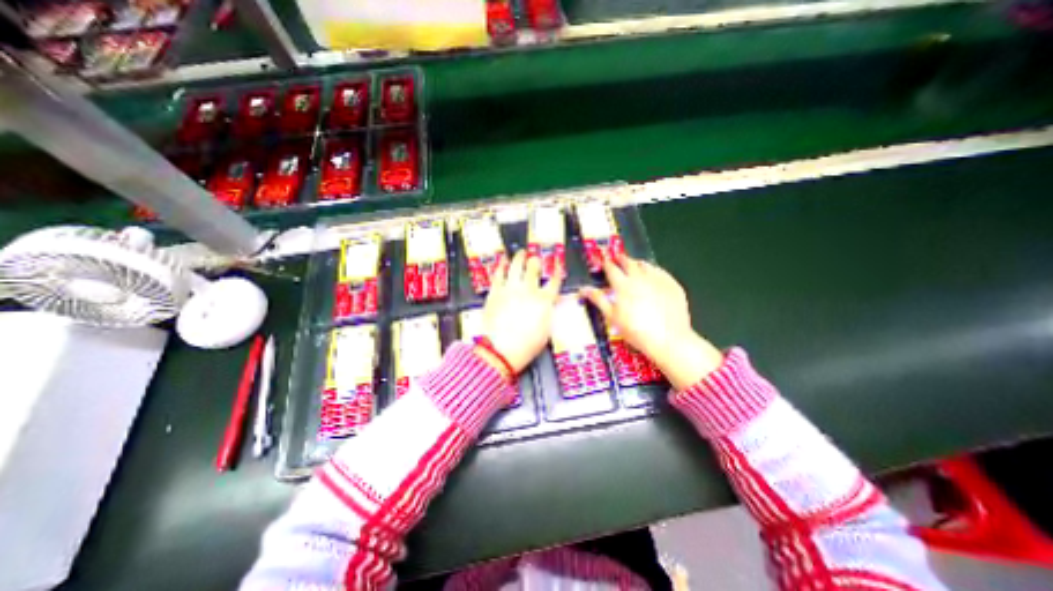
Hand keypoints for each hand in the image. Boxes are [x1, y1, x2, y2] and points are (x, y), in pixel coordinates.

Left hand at [479, 250, 562, 374]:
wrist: (501, 350)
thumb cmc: (526, 345)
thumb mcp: (546, 331)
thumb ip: (549, 313)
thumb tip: (552, 303)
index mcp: (543, 301)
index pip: (554, 281)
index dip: (557, 271)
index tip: (557, 264)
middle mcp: (528, 290)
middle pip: (534, 268)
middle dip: (536, 261)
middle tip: (536, 258)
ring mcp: (510, 289)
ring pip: (516, 266)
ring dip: (519, 257)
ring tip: (521, 252)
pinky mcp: (495, 293)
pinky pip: (498, 274)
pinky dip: (500, 266)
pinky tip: (502, 260)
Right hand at [585, 255, 724, 390]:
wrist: (668, 339)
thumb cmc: (635, 330)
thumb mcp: (612, 316)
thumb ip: (598, 299)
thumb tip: (582, 288)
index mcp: (622, 285)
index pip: (611, 268)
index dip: (606, 263)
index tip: (604, 261)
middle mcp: (639, 277)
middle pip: (628, 262)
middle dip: (621, 259)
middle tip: (618, 259)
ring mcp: (657, 279)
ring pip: (645, 264)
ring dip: (637, 263)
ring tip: (634, 266)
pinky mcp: (672, 284)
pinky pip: (660, 271)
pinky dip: (653, 270)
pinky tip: (652, 276)